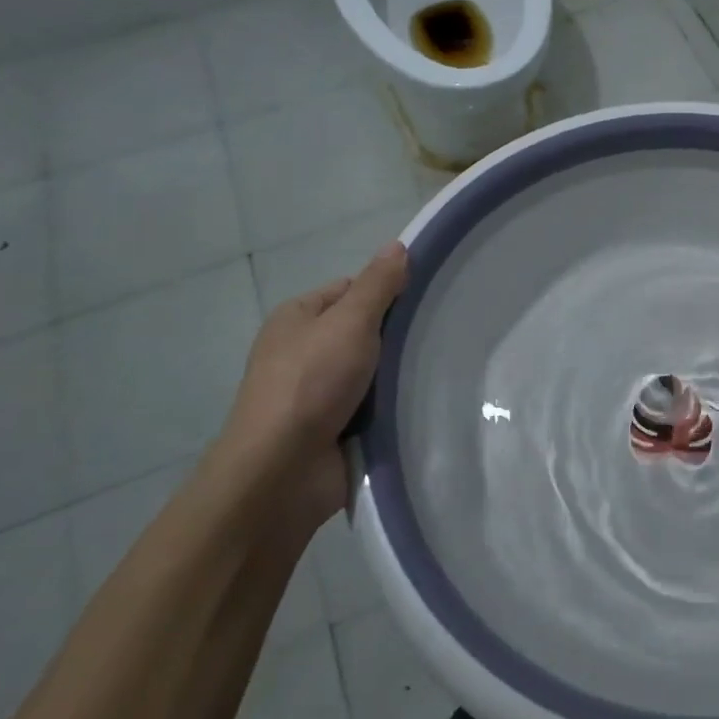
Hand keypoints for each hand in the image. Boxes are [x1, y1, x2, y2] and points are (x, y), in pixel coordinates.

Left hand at [224, 242, 408, 529]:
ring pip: (370, 372)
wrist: (282, 473)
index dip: (384, 291)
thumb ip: (377, 285)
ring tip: (436, 370)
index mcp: (297, 318)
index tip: (421, 301)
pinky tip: (419, 403)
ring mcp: (315, 394)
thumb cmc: (312, 382)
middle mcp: (302, 352)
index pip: (349, 290)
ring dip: (395, 375)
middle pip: (362, 331)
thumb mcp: (350, 321)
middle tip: (435, 335)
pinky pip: (371, 408)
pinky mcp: (331, 430)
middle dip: (394, 336)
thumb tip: (398, 246)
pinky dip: (391, 407)